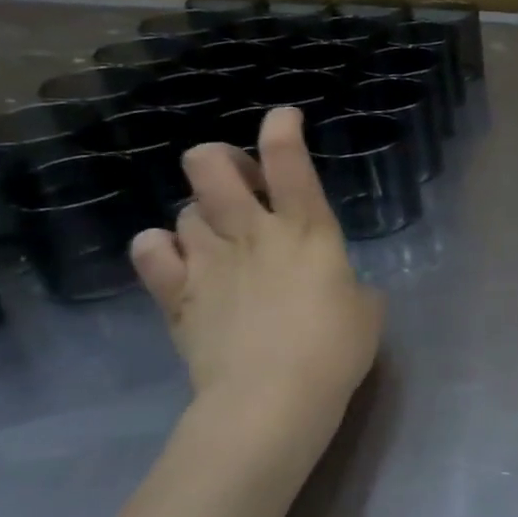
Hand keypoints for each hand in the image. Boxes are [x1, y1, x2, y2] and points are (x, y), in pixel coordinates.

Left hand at [130, 107, 383, 446]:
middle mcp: (252, 232)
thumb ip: (348, 282)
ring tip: (218, 236)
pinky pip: (151, 250)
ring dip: (202, 213)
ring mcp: (208, 262)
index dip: (283, 129)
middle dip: (222, 160)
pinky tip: (179, 260)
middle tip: (243, 184)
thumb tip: (334, 282)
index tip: (285, 117)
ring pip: (184, 208)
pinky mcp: (176, 296)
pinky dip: (161, 247)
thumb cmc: (335, 350)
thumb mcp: (367, 309)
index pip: (289, 162)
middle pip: (211, 166)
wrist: (271, 399)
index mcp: (308, 230)